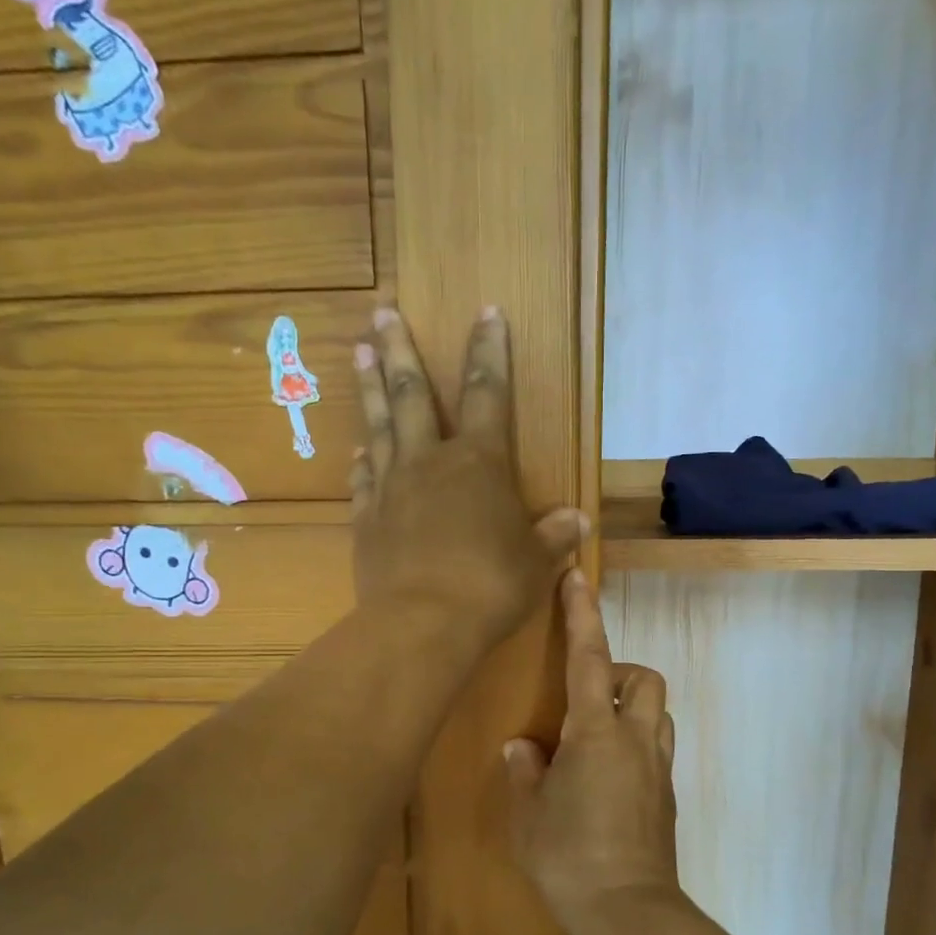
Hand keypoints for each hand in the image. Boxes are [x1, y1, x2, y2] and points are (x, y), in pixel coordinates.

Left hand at [351, 306, 588, 647]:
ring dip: (370, 388)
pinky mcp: (367, 520)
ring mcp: (392, 489)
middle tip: (382, 311)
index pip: (489, 391)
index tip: (486, 311)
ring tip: (359, 351)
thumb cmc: (491, 586)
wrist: (423, 624)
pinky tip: (358, 448)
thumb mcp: (536, 562)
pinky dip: (362, 460)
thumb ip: (554, 536)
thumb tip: (577, 520)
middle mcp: (430, 462)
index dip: (489, 350)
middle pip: (412, 394)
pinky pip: (363, 479)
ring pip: (380, 426)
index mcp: (479, 462)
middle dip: (399, 349)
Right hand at [503, 571, 682, 934]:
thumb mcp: (530, 815)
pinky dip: (634, 744)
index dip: (583, 615)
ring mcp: (657, 768)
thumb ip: (525, 773)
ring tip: (594, 737)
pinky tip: (606, 778)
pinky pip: (655, 749)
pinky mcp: (667, 796)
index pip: (589, 658)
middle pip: (643, 678)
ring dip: (630, 708)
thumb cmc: (569, 857)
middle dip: (619, 672)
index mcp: (595, 734)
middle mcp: (635, 740)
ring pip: (657, 712)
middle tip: (584, 699)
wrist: (629, 911)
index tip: (578, 578)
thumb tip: (523, 748)